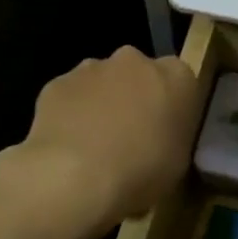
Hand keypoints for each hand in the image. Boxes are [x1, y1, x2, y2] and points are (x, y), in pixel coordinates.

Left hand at [13, 47, 197, 234]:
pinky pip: (69, 97)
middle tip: (129, 137)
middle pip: (139, 74)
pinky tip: (67, 146)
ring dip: (101, 103)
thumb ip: (172, 137)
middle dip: (134, 97)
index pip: (181, 81)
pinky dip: (70, 114)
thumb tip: (159, 138)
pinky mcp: (57, 83)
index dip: (171, 106)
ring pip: (101, 82)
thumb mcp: (178, 163)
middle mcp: (136, 61)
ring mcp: (92, 68)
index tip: (165, 132)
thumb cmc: (141, 172)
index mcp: (177, 77)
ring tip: (93, 146)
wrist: (74, 177)